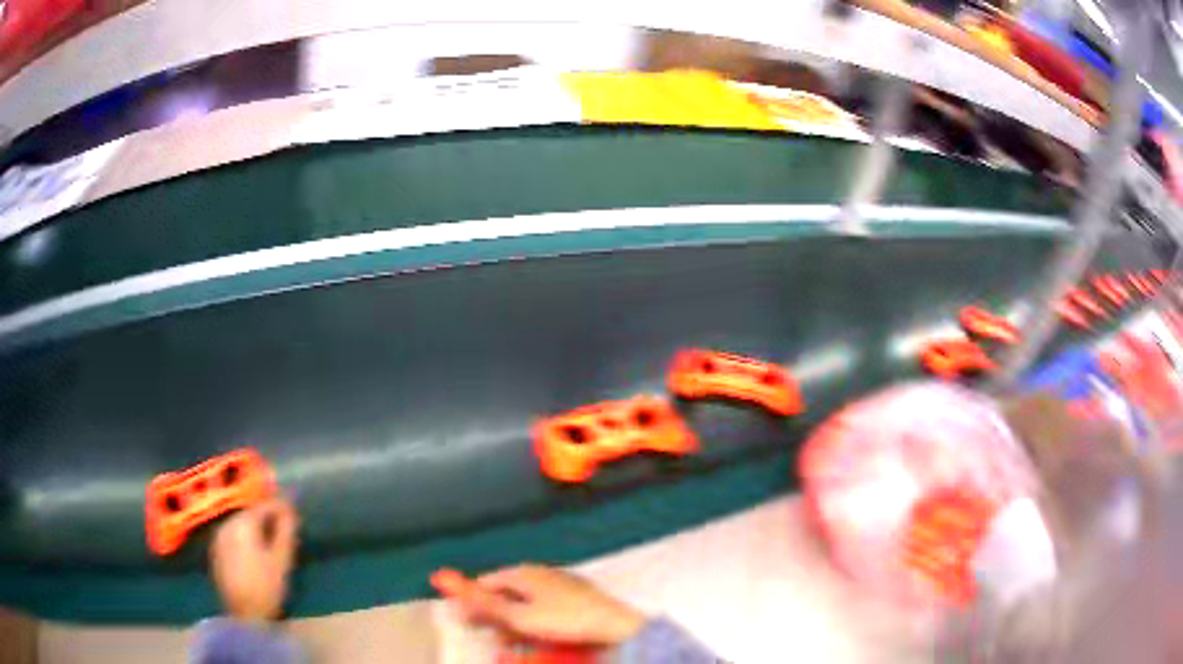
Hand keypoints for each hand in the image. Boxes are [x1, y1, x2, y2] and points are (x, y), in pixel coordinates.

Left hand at [210, 497, 299, 624]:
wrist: (245, 615)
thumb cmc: (267, 586)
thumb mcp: (282, 559)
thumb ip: (286, 530)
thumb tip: (290, 509)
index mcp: (242, 523)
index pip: (264, 505)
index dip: (281, 507)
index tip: (294, 512)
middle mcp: (227, 524)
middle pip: (250, 514)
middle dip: (267, 518)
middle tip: (284, 528)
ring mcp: (219, 538)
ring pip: (240, 525)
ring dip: (255, 529)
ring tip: (271, 540)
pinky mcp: (216, 552)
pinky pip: (233, 536)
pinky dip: (245, 538)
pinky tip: (255, 552)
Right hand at [433, 564, 645, 646]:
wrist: (615, 625)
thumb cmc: (565, 620)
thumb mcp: (519, 617)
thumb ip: (484, 604)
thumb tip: (449, 586)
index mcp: (524, 572)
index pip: (486, 583)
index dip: (471, 601)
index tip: (462, 619)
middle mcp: (541, 573)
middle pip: (506, 592)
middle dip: (492, 613)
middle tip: (483, 632)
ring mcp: (560, 583)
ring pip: (526, 602)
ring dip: (512, 620)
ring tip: (507, 639)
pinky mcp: (576, 596)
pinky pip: (545, 606)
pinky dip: (534, 620)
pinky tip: (535, 635)